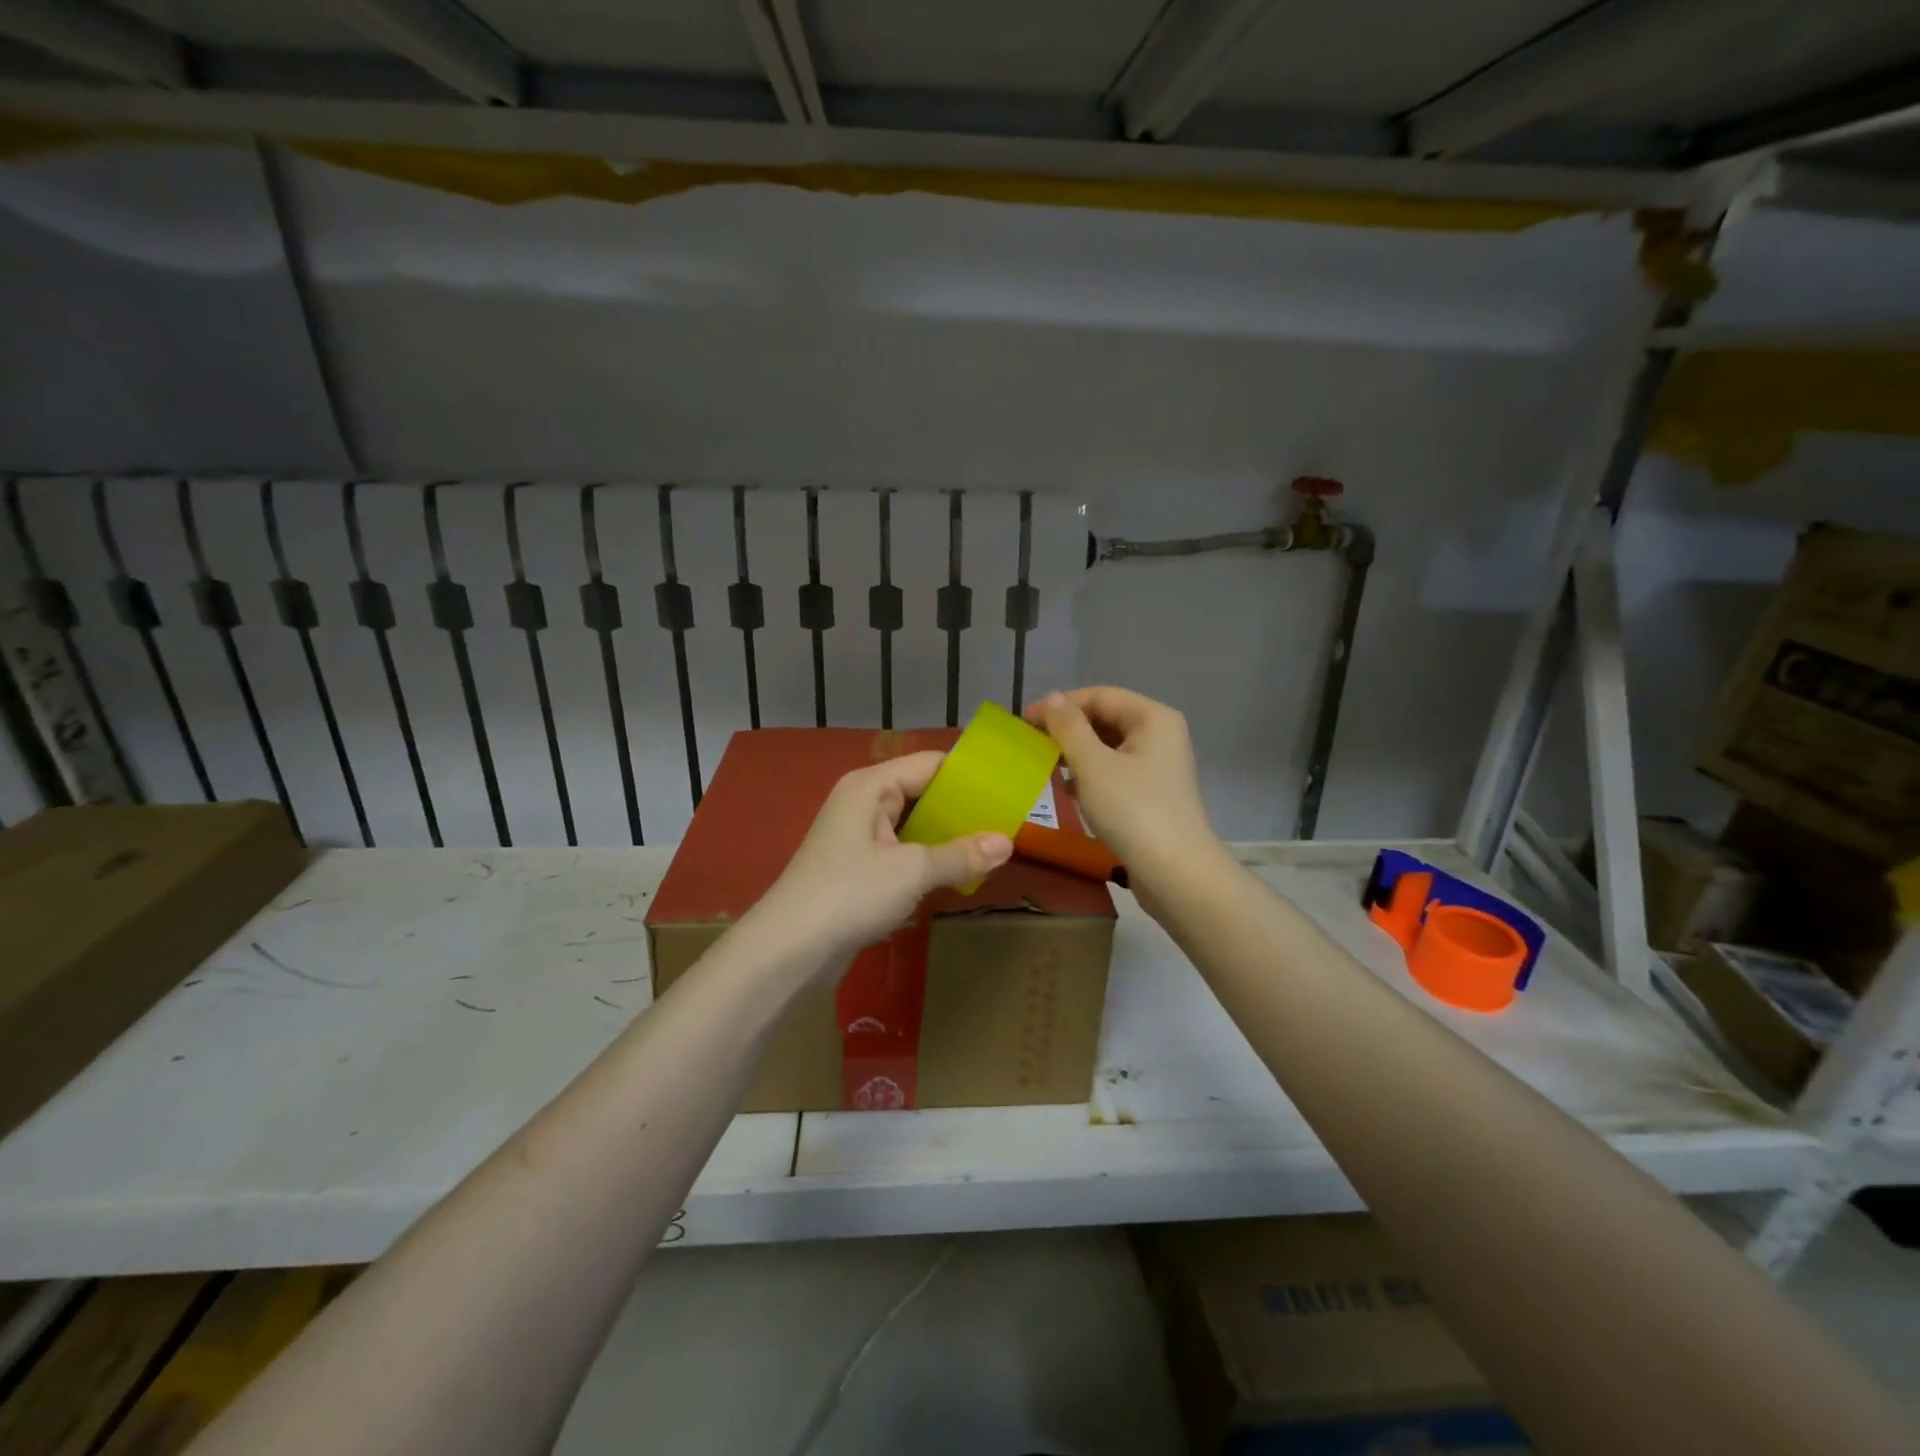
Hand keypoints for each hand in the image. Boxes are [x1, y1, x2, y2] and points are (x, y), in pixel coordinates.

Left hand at [748, 750, 1012, 966]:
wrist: (788, 950)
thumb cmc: (849, 895)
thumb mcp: (911, 872)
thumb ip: (960, 854)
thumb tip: (1008, 843)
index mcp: (870, 786)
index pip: (931, 763)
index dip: (969, 775)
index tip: (1008, 789)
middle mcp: (863, 801)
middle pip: (922, 791)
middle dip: (962, 808)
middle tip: (1007, 821)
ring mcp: (858, 834)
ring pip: (913, 823)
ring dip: (947, 835)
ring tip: (991, 846)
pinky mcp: (857, 865)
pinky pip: (902, 849)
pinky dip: (928, 856)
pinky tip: (955, 871)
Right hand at [1026, 688, 1221, 890]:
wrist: (1175, 873)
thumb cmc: (1133, 811)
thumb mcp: (1093, 765)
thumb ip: (1068, 728)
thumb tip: (1051, 699)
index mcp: (1153, 718)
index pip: (1100, 695)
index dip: (1060, 705)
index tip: (1024, 723)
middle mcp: (1161, 734)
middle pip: (1106, 718)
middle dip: (1068, 729)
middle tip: (1032, 745)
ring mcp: (1160, 765)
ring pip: (1109, 746)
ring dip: (1076, 753)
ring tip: (1045, 766)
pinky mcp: (1153, 793)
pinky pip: (1115, 771)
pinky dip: (1090, 775)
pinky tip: (1067, 791)